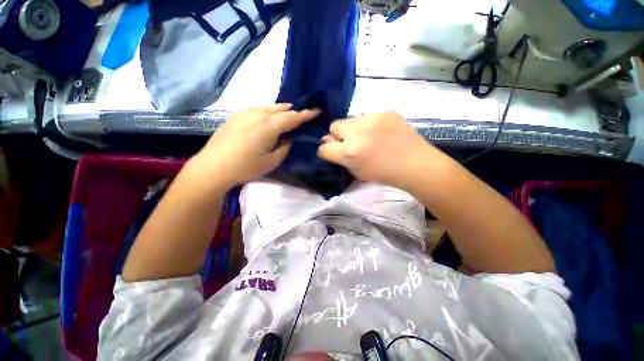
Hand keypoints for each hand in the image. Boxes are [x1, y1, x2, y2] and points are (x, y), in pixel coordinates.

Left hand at [191, 104, 319, 188]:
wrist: (213, 166)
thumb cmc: (246, 166)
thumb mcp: (272, 161)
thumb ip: (285, 147)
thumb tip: (289, 139)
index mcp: (269, 125)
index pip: (293, 117)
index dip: (307, 114)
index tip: (317, 110)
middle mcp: (258, 114)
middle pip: (281, 109)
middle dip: (294, 111)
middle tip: (302, 116)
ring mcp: (245, 113)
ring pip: (268, 108)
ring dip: (280, 111)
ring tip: (287, 117)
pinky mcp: (236, 116)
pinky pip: (257, 110)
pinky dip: (267, 113)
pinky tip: (267, 120)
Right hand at [318, 111, 439, 190]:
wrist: (415, 164)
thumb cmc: (384, 174)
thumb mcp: (357, 172)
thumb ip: (341, 158)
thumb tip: (329, 144)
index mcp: (349, 152)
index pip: (323, 147)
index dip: (326, 150)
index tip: (333, 152)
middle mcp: (356, 132)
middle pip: (333, 126)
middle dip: (338, 135)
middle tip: (351, 142)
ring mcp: (372, 118)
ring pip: (351, 119)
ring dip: (354, 128)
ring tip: (369, 137)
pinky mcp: (385, 111)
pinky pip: (368, 115)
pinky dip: (370, 124)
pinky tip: (381, 132)